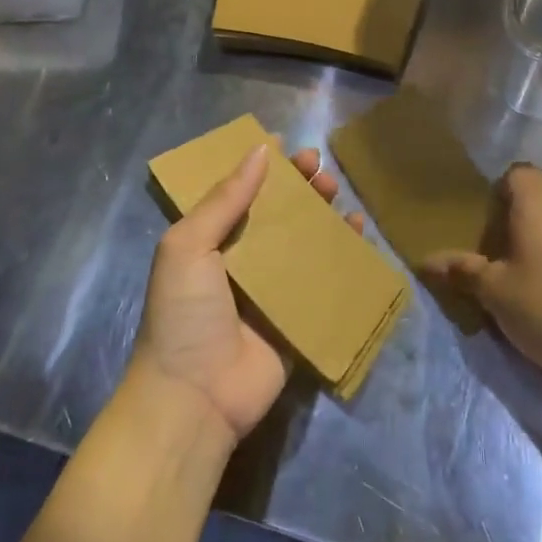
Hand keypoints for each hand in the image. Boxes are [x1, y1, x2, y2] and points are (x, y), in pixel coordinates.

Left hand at [132, 144, 362, 445]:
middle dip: (298, 186)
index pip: (239, 192)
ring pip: (303, 239)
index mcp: (209, 240)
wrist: (194, 397)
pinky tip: (358, 231)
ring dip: (321, 212)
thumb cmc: (184, 313)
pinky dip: (342, 254)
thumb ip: (224, 199)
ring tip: (337, 190)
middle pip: (275, 212)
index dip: (262, 168)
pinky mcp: (297, 317)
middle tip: (319, 166)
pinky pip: (324, 279)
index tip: (285, 143)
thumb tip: (260, 150)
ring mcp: (270, 289)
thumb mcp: (189, 245)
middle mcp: (240, 259)